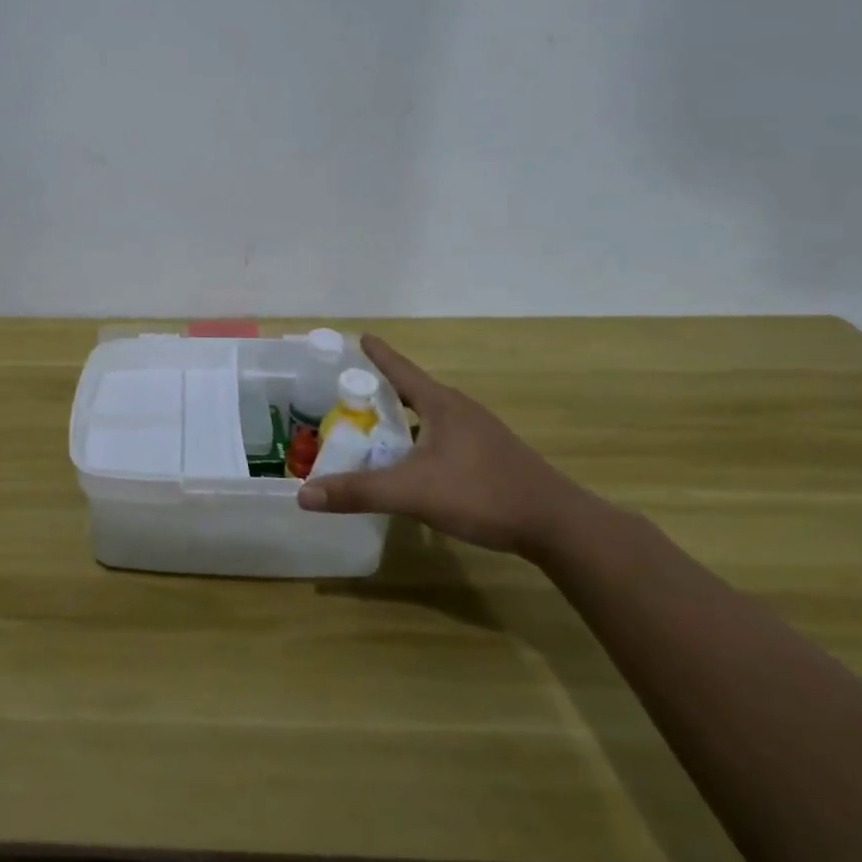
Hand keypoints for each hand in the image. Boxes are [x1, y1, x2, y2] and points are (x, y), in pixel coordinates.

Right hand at [296, 334, 588, 556]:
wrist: (558, 525)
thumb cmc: (483, 494)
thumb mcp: (413, 492)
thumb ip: (359, 491)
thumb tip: (304, 495)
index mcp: (441, 404)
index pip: (400, 369)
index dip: (377, 354)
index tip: (359, 336)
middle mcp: (460, 410)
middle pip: (413, 391)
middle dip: (382, 391)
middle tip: (350, 395)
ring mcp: (480, 433)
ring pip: (429, 417)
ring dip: (402, 420)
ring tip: (375, 430)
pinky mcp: (491, 457)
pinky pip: (444, 438)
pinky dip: (420, 441)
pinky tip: (413, 465)